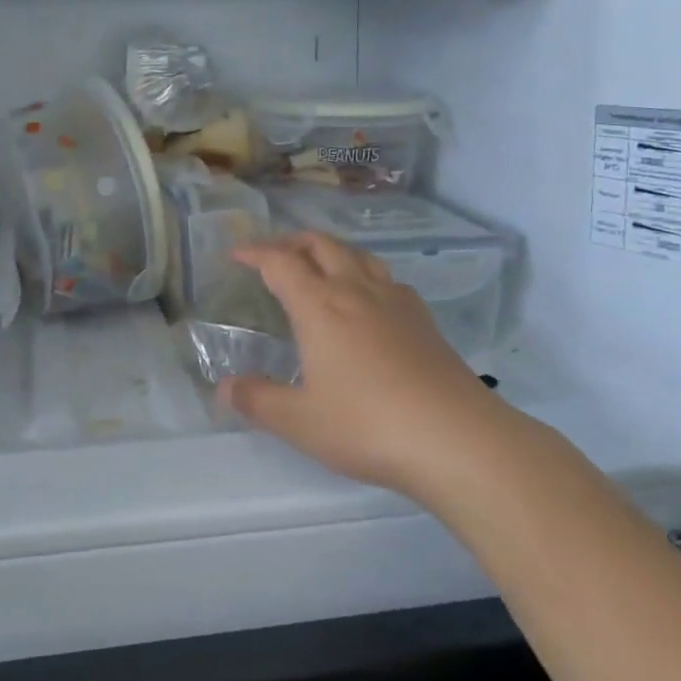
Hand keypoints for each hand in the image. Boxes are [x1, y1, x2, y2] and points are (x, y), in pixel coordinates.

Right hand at [222, 233, 502, 498]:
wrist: (457, 438)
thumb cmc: (367, 425)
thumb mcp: (300, 421)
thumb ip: (258, 401)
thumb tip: (223, 388)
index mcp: (319, 306)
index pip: (280, 263)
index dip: (255, 253)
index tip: (236, 254)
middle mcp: (355, 290)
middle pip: (321, 245)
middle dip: (292, 242)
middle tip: (273, 255)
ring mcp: (395, 301)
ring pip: (358, 255)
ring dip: (330, 251)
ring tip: (318, 267)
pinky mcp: (423, 320)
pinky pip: (386, 278)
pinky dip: (364, 274)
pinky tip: (367, 301)